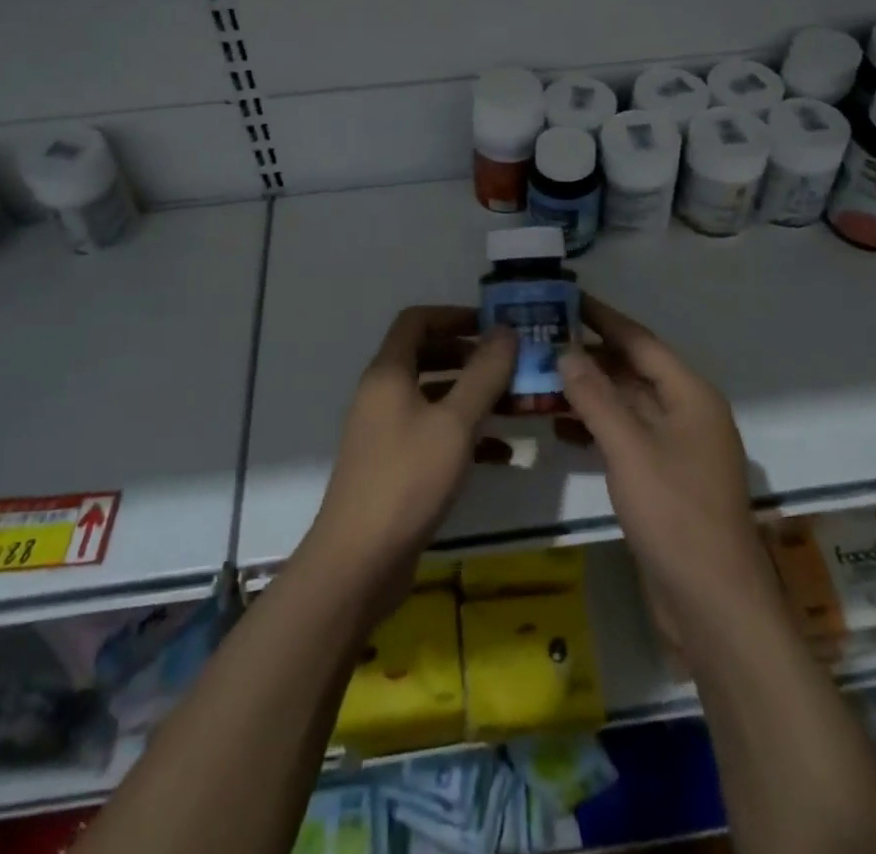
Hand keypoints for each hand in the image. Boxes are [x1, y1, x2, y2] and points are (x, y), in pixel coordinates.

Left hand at [300, 306, 514, 622]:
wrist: (359, 561)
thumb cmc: (408, 479)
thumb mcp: (455, 423)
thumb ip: (483, 374)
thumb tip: (505, 330)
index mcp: (389, 373)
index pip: (417, 320)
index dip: (454, 315)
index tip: (494, 326)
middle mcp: (383, 394)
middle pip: (427, 356)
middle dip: (470, 356)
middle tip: (511, 364)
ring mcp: (386, 431)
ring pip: (434, 397)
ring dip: (472, 396)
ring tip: (515, 403)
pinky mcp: (395, 465)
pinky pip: (434, 433)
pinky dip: (465, 434)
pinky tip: (502, 453)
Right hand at [559, 295, 778, 632]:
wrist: (713, 605)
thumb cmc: (675, 514)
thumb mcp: (629, 448)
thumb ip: (595, 396)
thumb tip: (566, 351)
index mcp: (690, 395)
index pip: (639, 340)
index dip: (602, 317)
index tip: (565, 297)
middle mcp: (687, 413)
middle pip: (633, 370)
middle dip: (589, 356)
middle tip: (541, 339)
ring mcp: (678, 448)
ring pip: (627, 404)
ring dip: (588, 392)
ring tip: (540, 378)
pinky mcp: (665, 478)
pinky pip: (627, 436)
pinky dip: (596, 426)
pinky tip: (561, 426)